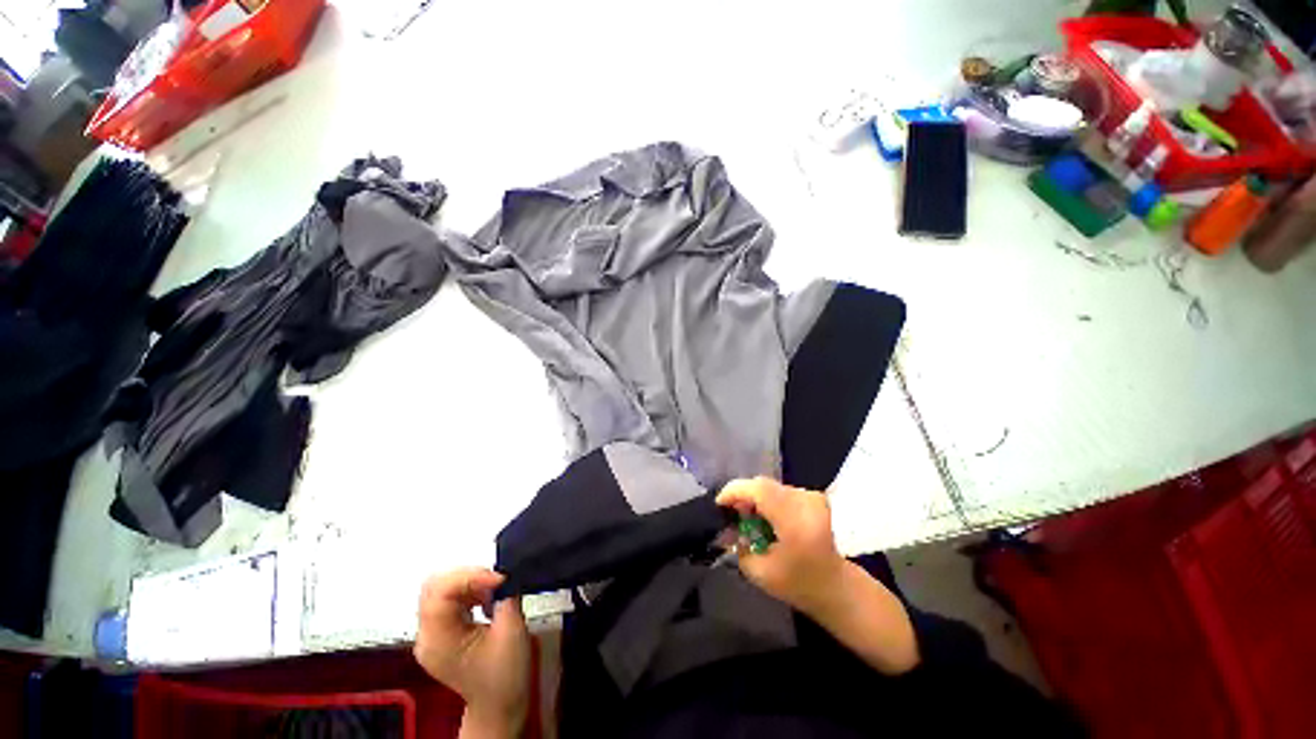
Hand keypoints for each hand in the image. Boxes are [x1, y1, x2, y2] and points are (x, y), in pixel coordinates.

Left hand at [415, 569, 530, 737]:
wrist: (500, 706)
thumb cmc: (505, 676)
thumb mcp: (511, 632)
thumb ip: (506, 597)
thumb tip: (504, 574)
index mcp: (438, 640)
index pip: (439, 592)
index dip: (469, 576)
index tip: (499, 578)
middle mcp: (427, 636)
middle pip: (434, 586)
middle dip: (468, 575)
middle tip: (495, 580)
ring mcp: (432, 634)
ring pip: (441, 588)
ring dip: (470, 581)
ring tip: (494, 590)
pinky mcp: (442, 631)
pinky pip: (449, 598)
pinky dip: (470, 589)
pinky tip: (487, 599)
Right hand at [715, 477, 846, 617]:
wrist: (838, 587)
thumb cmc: (800, 586)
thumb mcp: (761, 574)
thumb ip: (739, 548)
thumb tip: (726, 528)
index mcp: (796, 523)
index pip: (760, 490)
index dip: (735, 491)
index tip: (719, 504)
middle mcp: (806, 503)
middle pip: (763, 485)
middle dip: (742, 495)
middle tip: (730, 513)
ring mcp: (813, 498)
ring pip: (771, 487)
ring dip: (754, 497)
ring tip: (745, 517)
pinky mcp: (814, 497)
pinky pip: (781, 491)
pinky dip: (767, 500)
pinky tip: (763, 517)